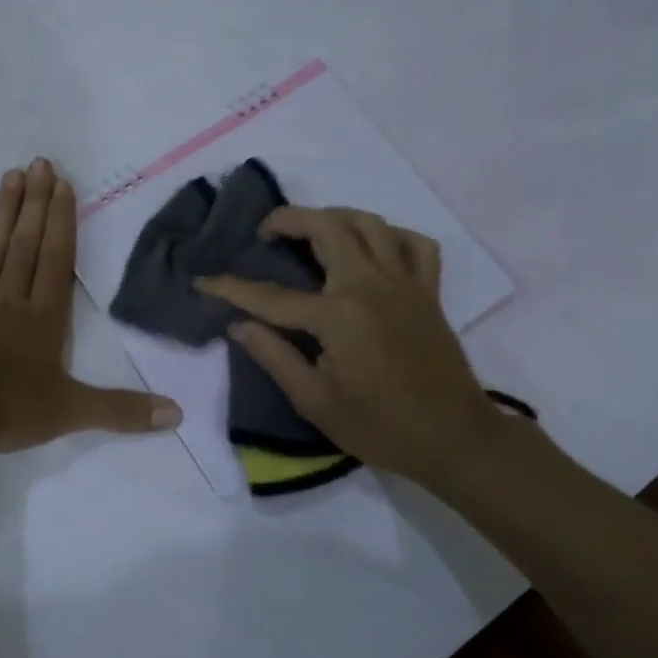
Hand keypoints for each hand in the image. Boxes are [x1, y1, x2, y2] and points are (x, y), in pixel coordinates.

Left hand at [0, 158, 181, 452]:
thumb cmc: (6, 408)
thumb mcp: (70, 413)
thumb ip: (122, 411)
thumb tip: (178, 415)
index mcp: (44, 316)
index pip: (57, 259)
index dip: (62, 220)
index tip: (63, 184)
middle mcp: (11, 297)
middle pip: (26, 242)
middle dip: (36, 202)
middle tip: (40, 162)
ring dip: (5, 210)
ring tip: (12, 174)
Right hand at [195, 206, 509, 483]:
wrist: (455, 440)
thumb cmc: (381, 427)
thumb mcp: (315, 402)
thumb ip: (274, 356)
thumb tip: (238, 325)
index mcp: (338, 315)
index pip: (270, 295)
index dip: (230, 287)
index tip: (202, 280)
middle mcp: (371, 285)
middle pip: (326, 227)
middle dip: (287, 219)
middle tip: (265, 232)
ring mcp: (405, 283)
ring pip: (370, 223)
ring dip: (334, 217)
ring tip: (312, 231)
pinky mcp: (428, 291)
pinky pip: (415, 244)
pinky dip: (391, 236)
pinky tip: (373, 249)